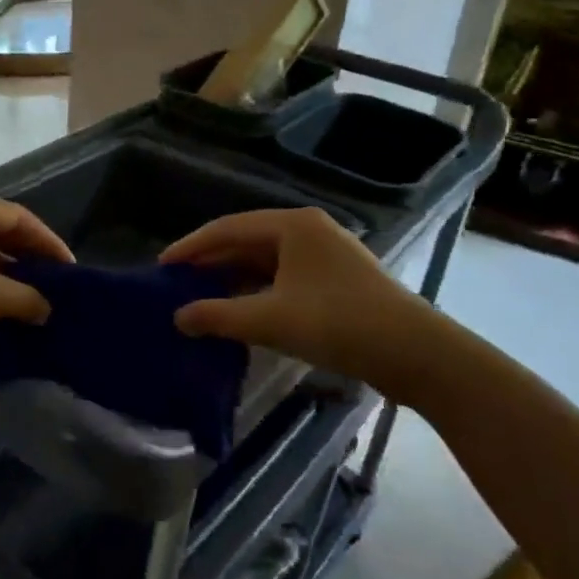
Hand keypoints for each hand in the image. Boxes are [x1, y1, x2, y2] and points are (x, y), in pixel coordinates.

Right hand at [161, 208, 431, 387]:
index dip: (191, 247)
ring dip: (234, 278)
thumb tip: (178, 317)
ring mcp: (326, 254)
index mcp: (292, 225)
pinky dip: (258, 290)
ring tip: (202, 298)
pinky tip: (243, 310)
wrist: (417, 353)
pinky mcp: (338, 279)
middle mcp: (309, 230)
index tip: (161, 267)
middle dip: (211, 262)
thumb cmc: (338, 323)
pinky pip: (284, 276)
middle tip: (177, 283)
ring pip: (266, 260)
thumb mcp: (270, 320)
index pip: (227, 228)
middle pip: (247, 241)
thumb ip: (218, 316)